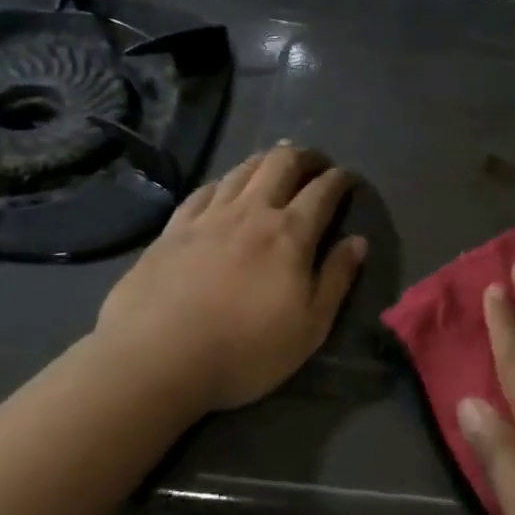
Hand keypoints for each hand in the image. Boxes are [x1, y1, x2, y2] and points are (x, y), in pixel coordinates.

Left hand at [90, 142, 367, 412]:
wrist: (156, 358)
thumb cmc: (245, 350)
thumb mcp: (310, 328)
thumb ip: (337, 279)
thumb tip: (358, 241)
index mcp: (290, 233)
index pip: (323, 191)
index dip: (340, 179)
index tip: (348, 178)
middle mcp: (252, 211)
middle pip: (282, 163)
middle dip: (305, 156)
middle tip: (315, 163)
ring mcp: (209, 216)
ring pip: (243, 169)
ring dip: (266, 161)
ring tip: (276, 166)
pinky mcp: (174, 228)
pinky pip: (205, 189)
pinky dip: (225, 181)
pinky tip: (225, 187)